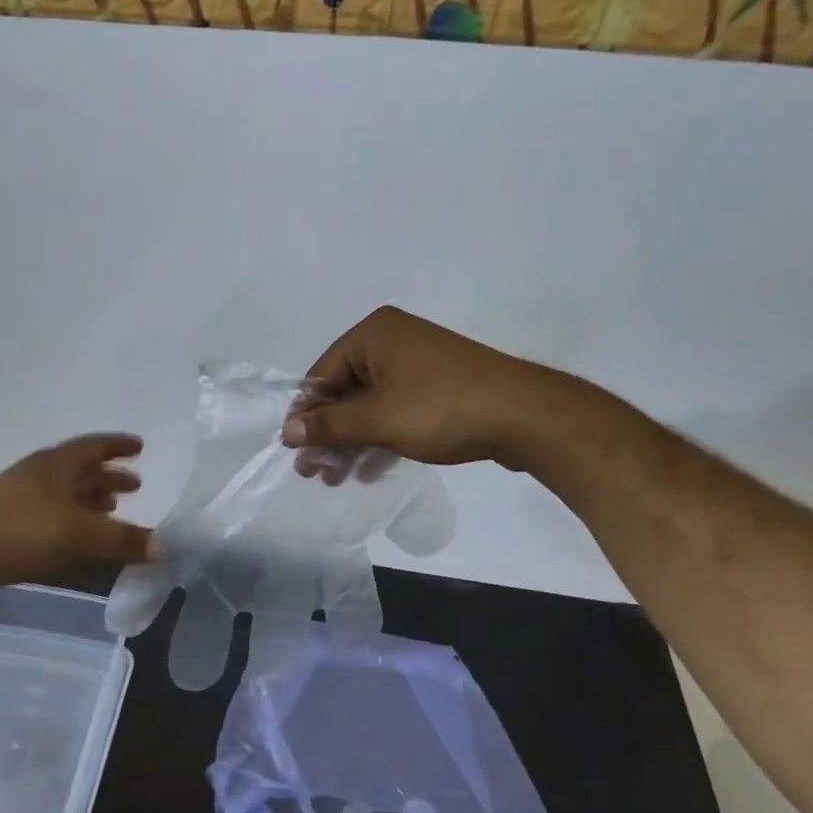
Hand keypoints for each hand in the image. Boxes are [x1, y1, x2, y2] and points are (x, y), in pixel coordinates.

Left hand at [0, 434, 155, 606]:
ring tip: (112, 511)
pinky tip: (79, 542)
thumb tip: (164, 547)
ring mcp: (19, 501)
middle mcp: (39, 476)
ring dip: (90, 501)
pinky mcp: (7, 528)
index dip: (117, 446)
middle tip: (135, 486)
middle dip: (108, 477)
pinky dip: (72, 524)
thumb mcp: (80, 534)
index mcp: (56, 464)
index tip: (140, 447)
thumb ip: (123, 540)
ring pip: (64, 495)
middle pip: (80, 470)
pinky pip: (51, 518)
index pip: (93, 446)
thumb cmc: (22, 531)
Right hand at [282, 307, 560, 476]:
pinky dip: (379, 438)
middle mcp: (393, 342)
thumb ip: (329, 426)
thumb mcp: (376, 419)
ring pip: (370, 405)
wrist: (525, 416)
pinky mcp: (438, 389)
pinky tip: (367, 471)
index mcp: (374, 334)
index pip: (321, 373)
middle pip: (345, 391)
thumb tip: (287, 432)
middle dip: (328, 433)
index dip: (305, 414)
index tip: (293, 450)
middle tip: (311, 472)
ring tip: (334, 478)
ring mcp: (419, 366)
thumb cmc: (440, 408)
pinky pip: (395, 412)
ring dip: (351, 442)